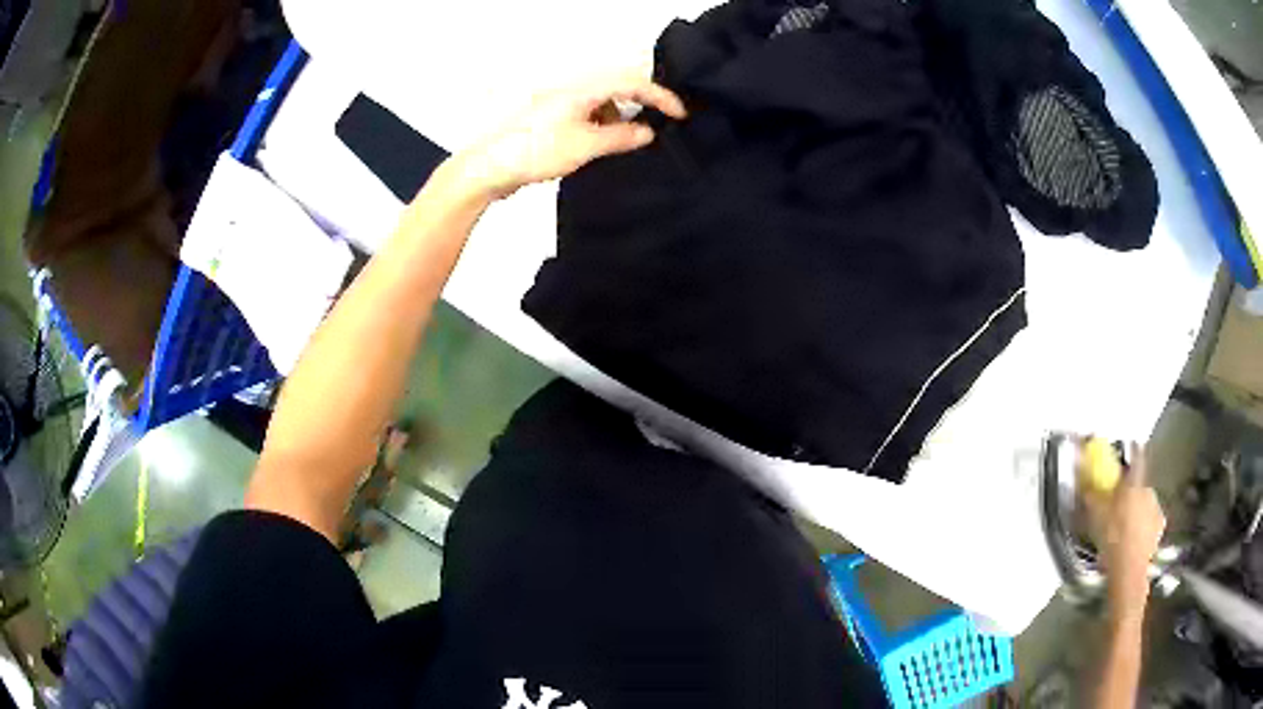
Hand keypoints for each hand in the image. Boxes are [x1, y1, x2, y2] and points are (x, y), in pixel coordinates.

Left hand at [451, 70, 687, 199]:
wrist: (489, 169)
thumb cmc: (529, 153)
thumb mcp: (585, 146)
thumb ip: (620, 137)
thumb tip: (646, 132)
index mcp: (582, 90)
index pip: (632, 83)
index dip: (660, 97)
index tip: (679, 113)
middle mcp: (572, 93)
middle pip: (618, 89)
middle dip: (640, 107)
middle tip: (658, 126)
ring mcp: (560, 107)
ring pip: (602, 105)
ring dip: (619, 121)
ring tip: (625, 145)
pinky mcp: (552, 123)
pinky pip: (587, 118)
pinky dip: (602, 130)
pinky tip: (601, 149)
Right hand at [1086, 444, 1165, 608]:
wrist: (1128, 571)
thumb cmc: (1112, 538)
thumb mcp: (1094, 515)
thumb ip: (1089, 491)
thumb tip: (1080, 471)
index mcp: (1135, 482)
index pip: (1136, 455)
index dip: (1131, 449)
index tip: (1127, 447)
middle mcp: (1149, 490)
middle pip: (1139, 482)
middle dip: (1130, 489)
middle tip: (1118, 503)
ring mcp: (1156, 509)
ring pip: (1145, 502)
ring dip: (1137, 508)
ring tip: (1124, 525)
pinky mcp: (1159, 528)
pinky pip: (1150, 520)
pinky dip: (1143, 525)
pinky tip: (1134, 537)